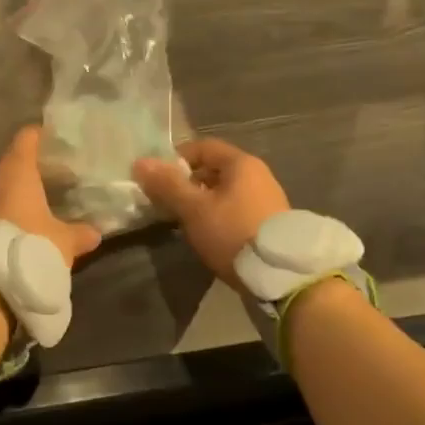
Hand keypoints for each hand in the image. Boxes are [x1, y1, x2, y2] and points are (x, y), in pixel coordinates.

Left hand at [0, 126, 101, 269]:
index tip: (56, 140)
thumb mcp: (65, 240)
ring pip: (0, 182)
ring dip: (16, 187)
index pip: (27, 137)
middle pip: (12, 159)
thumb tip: (96, 232)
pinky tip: (21, 218)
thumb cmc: (33, 246)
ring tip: (38, 197)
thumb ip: (80, 232)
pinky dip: (5, 205)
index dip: (41, 135)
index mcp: (17, 170)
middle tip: (53, 172)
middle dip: (31, 164)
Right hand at [133, 137, 288, 282]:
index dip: (176, 159)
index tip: (158, 179)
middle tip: (169, 203)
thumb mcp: (194, 210)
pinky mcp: (272, 224)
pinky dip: (220, 216)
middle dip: (188, 183)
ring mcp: (268, 200)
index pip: (202, 147)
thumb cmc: (234, 233)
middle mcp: (258, 175)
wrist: (284, 278)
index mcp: (241, 163)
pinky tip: (211, 236)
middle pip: (214, 169)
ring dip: (204, 202)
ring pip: (226, 192)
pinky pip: (238, 209)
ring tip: (186, 222)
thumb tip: (140, 162)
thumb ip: (167, 185)